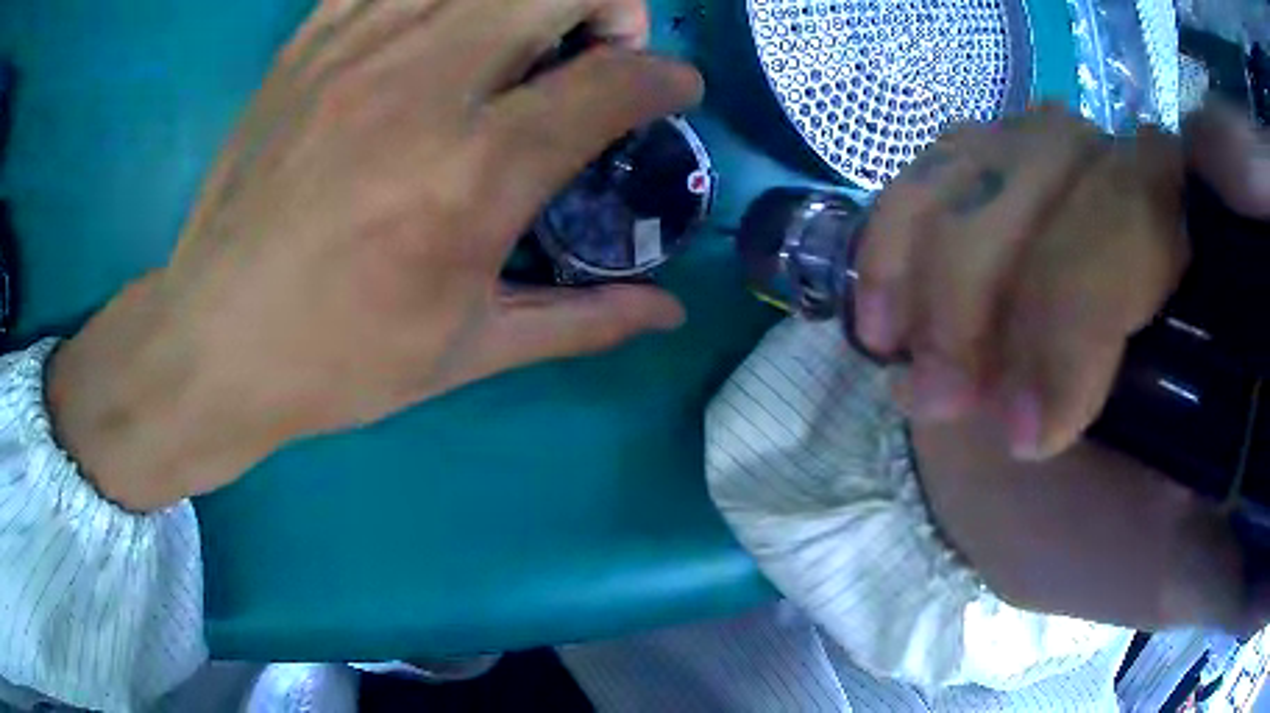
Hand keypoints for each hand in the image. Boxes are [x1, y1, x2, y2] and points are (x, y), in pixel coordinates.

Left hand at [47, 0, 699, 510]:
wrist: (212, 341)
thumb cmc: (336, 359)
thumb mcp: (467, 351)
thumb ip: (582, 320)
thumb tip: (670, 312)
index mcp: (475, 173)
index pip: (614, 82)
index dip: (667, 79)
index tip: (676, 91)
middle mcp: (426, 84)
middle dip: (617, 6)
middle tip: (603, 50)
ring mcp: (359, 48)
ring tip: (527, 35)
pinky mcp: (310, 42)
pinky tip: (441, 27)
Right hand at [907, 106, 1269, 632]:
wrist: (1025, 498)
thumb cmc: (1105, 540)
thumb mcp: (1170, 567)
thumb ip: (1223, 546)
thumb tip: (1251, 529)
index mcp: (1210, 291)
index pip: (1157, 220)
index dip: (1083, 302)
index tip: (1028, 432)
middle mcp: (1145, 202)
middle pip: (1072, 163)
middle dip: (999, 287)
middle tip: (948, 403)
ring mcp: (1064, 179)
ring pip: (1002, 148)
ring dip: (940, 257)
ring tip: (908, 359)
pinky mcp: (996, 183)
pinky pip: (938, 161)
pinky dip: (900, 225)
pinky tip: (885, 308)